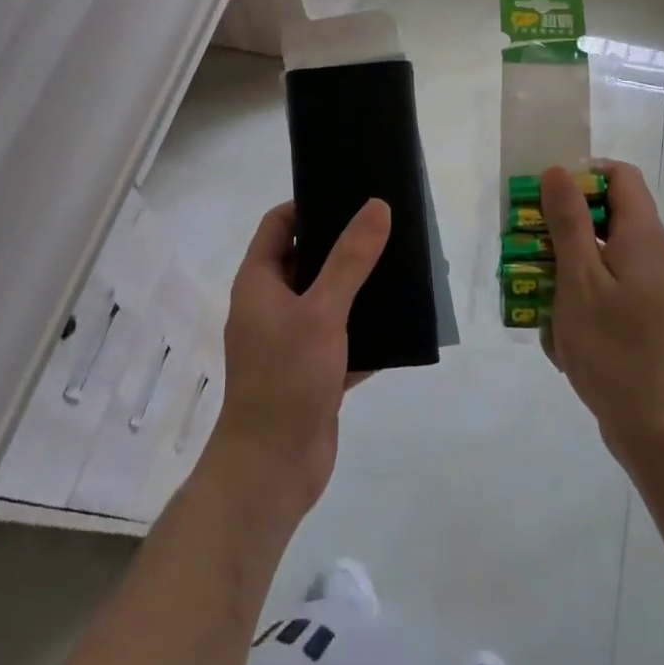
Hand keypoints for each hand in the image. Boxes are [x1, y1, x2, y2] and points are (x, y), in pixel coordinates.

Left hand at [205, 198, 390, 518]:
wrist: (272, 469)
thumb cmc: (286, 378)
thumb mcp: (321, 311)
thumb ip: (350, 259)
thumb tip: (376, 206)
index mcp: (259, 282)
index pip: (278, 224)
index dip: (308, 204)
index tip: (349, 194)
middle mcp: (272, 305)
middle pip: (307, 259)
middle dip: (344, 245)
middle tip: (387, 227)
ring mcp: (293, 340)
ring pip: (330, 300)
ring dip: (360, 288)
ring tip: (402, 267)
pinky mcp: (315, 371)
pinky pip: (344, 338)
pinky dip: (368, 331)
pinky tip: (404, 322)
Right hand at [539, 162, 663, 458]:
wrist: (655, 425)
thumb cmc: (612, 348)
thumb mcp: (579, 279)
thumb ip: (568, 222)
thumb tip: (558, 171)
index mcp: (642, 237)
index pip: (620, 176)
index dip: (583, 173)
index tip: (545, 193)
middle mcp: (652, 254)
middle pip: (607, 214)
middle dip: (563, 222)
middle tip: (527, 241)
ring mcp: (649, 287)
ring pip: (602, 253)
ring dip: (565, 262)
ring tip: (533, 286)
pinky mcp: (641, 315)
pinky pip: (605, 286)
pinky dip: (578, 293)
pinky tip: (555, 325)